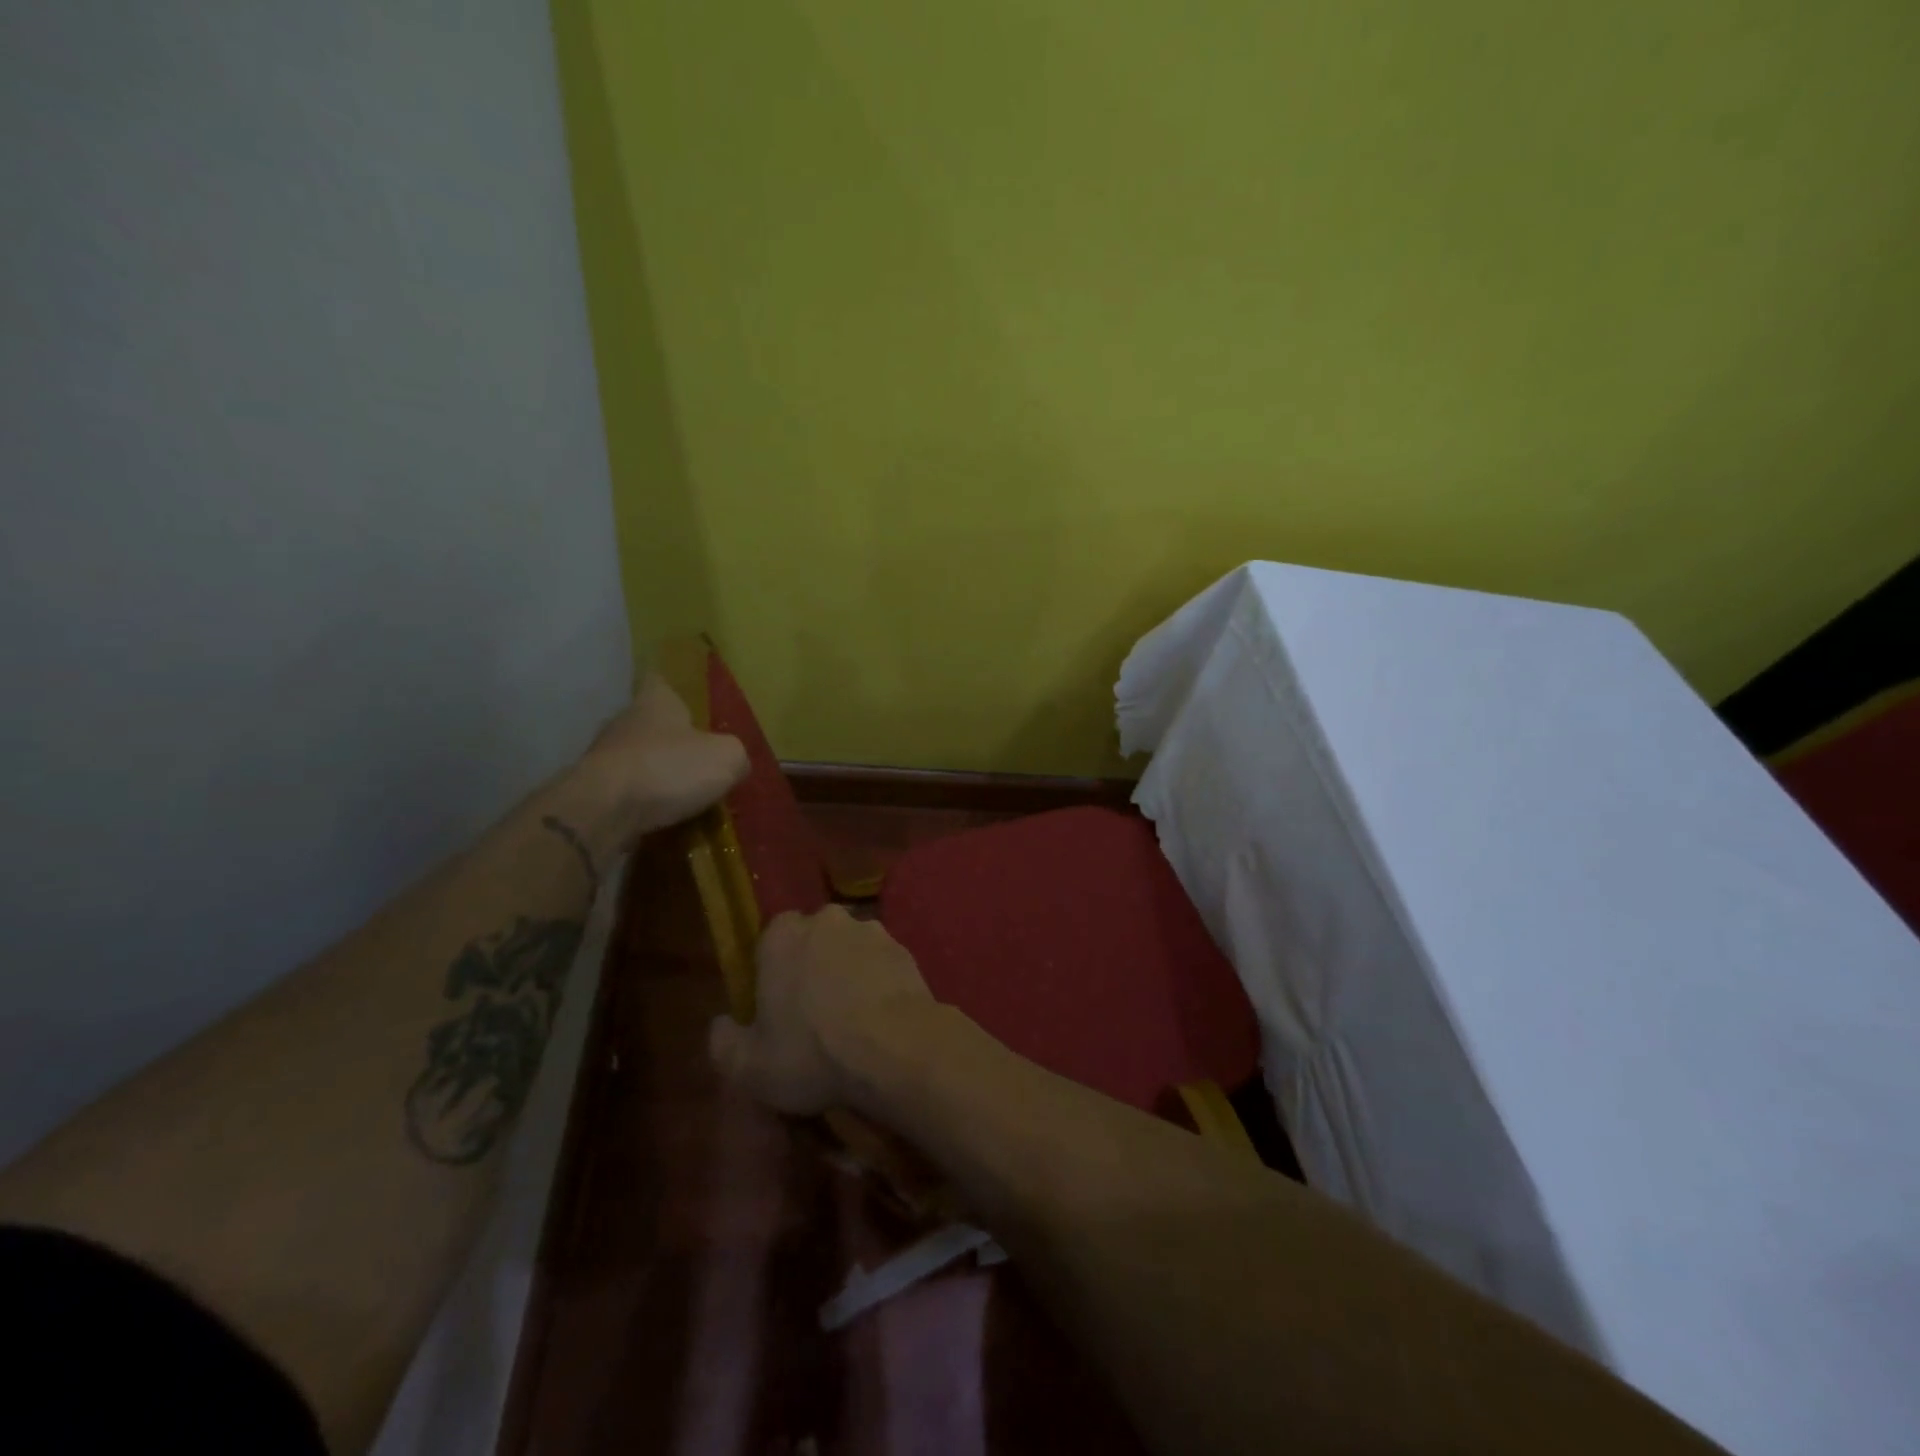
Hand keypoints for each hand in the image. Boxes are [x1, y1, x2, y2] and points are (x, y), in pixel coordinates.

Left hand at [577, 672, 748, 844]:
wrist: (604, 811)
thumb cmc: (669, 768)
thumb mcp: (727, 758)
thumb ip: (737, 755)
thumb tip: (736, 762)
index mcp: (655, 701)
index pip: (662, 681)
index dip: (676, 689)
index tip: (691, 704)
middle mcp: (625, 721)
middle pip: (651, 723)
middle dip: (673, 739)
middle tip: (701, 760)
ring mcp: (604, 756)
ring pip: (638, 758)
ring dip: (658, 773)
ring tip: (685, 795)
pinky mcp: (593, 790)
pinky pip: (626, 791)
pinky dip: (643, 801)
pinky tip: (662, 816)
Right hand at [709, 907, 933, 1115]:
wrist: (896, 1049)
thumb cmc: (813, 1053)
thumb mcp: (748, 1067)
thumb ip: (724, 1042)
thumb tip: (722, 1025)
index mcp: (782, 935)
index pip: (769, 942)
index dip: (771, 974)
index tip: (775, 1010)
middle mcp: (827, 919)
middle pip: (811, 942)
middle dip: (810, 969)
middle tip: (812, 1016)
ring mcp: (871, 930)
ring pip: (849, 950)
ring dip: (847, 975)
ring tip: (851, 1022)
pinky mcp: (905, 949)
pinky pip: (880, 965)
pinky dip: (877, 984)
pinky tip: (879, 1021)